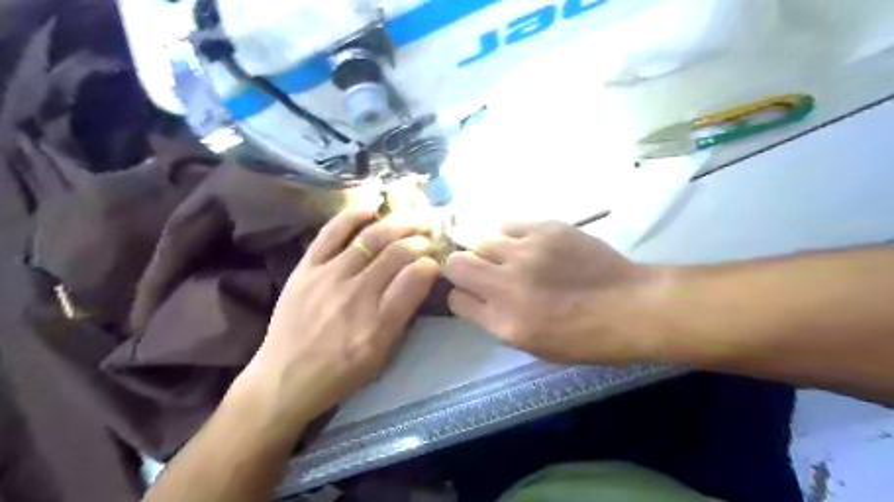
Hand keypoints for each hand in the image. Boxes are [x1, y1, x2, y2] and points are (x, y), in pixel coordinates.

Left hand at [233, 205, 437, 426]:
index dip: (431, 264)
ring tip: (412, 218)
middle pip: (397, 253)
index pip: (415, 278)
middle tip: (429, 235)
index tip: (435, 262)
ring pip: (371, 238)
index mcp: (379, 323)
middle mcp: (357, 294)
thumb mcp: (382, 355)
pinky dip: (354, 215)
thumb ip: (403, 316)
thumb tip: (420, 280)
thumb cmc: (340, 372)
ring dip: (398, 223)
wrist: (285, 378)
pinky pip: (332, 232)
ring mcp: (329, 276)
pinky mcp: (307, 267)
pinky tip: (372, 206)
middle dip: (419, 240)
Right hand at [445, 221, 662, 363]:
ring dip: (490, 252)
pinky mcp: (545, 229)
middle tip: (482, 273)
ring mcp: (526, 252)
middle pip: (456, 263)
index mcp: (505, 321)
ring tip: (511, 258)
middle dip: (461, 269)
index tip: (472, 295)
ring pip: (481, 240)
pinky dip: (511, 236)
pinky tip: (528, 245)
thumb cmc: (585, 337)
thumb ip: (497, 321)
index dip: (461, 297)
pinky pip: (508, 225)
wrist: (631, 306)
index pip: (456, 299)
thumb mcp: (534, 346)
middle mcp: (508, 284)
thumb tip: (478, 299)